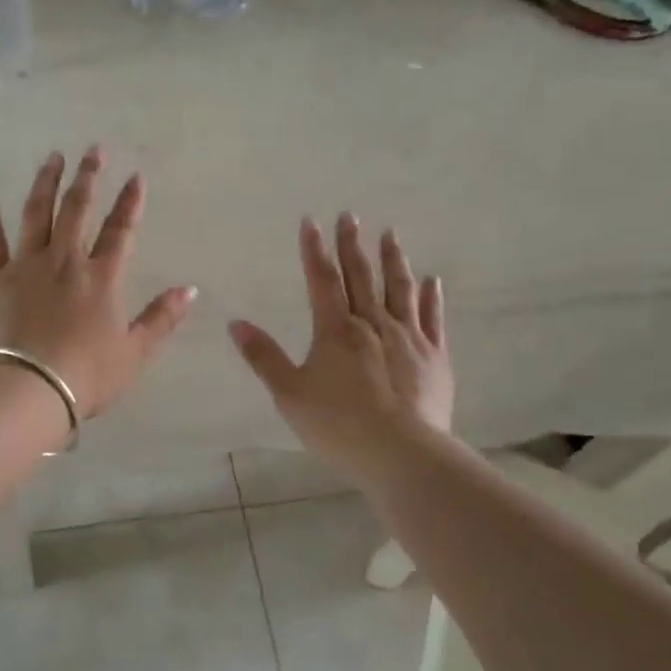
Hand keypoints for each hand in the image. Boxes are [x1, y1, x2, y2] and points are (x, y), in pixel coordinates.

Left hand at [0, 147, 195, 418]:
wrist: (28, 388)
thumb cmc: (87, 375)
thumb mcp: (135, 352)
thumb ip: (162, 318)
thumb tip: (190, 290)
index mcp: (101, 277)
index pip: (120, 230)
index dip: (130, 202)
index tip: (136, 176)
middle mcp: (65, 261)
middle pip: (77, 209)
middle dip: (88, 177)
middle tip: (93, 150)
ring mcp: (26, 266)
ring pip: (36, 214)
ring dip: (45, 183)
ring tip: (52, 158)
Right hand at [228, 216, 452, 482]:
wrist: (402, 454)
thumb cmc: (338, 425)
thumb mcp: (289, 394)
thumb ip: (264, 357)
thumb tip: (236, 323)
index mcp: (335, 331)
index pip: (322, 280)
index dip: (314, 249)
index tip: (311, 221)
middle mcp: (373, 324)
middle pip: (361, 276)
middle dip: (353, 245)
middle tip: (351, 215)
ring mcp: (408, 338)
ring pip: (400, 289)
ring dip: (393, 260)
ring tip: (390, 234)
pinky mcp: (434, 357)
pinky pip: (432, 319)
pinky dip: (431, 297)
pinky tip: (432, 281)